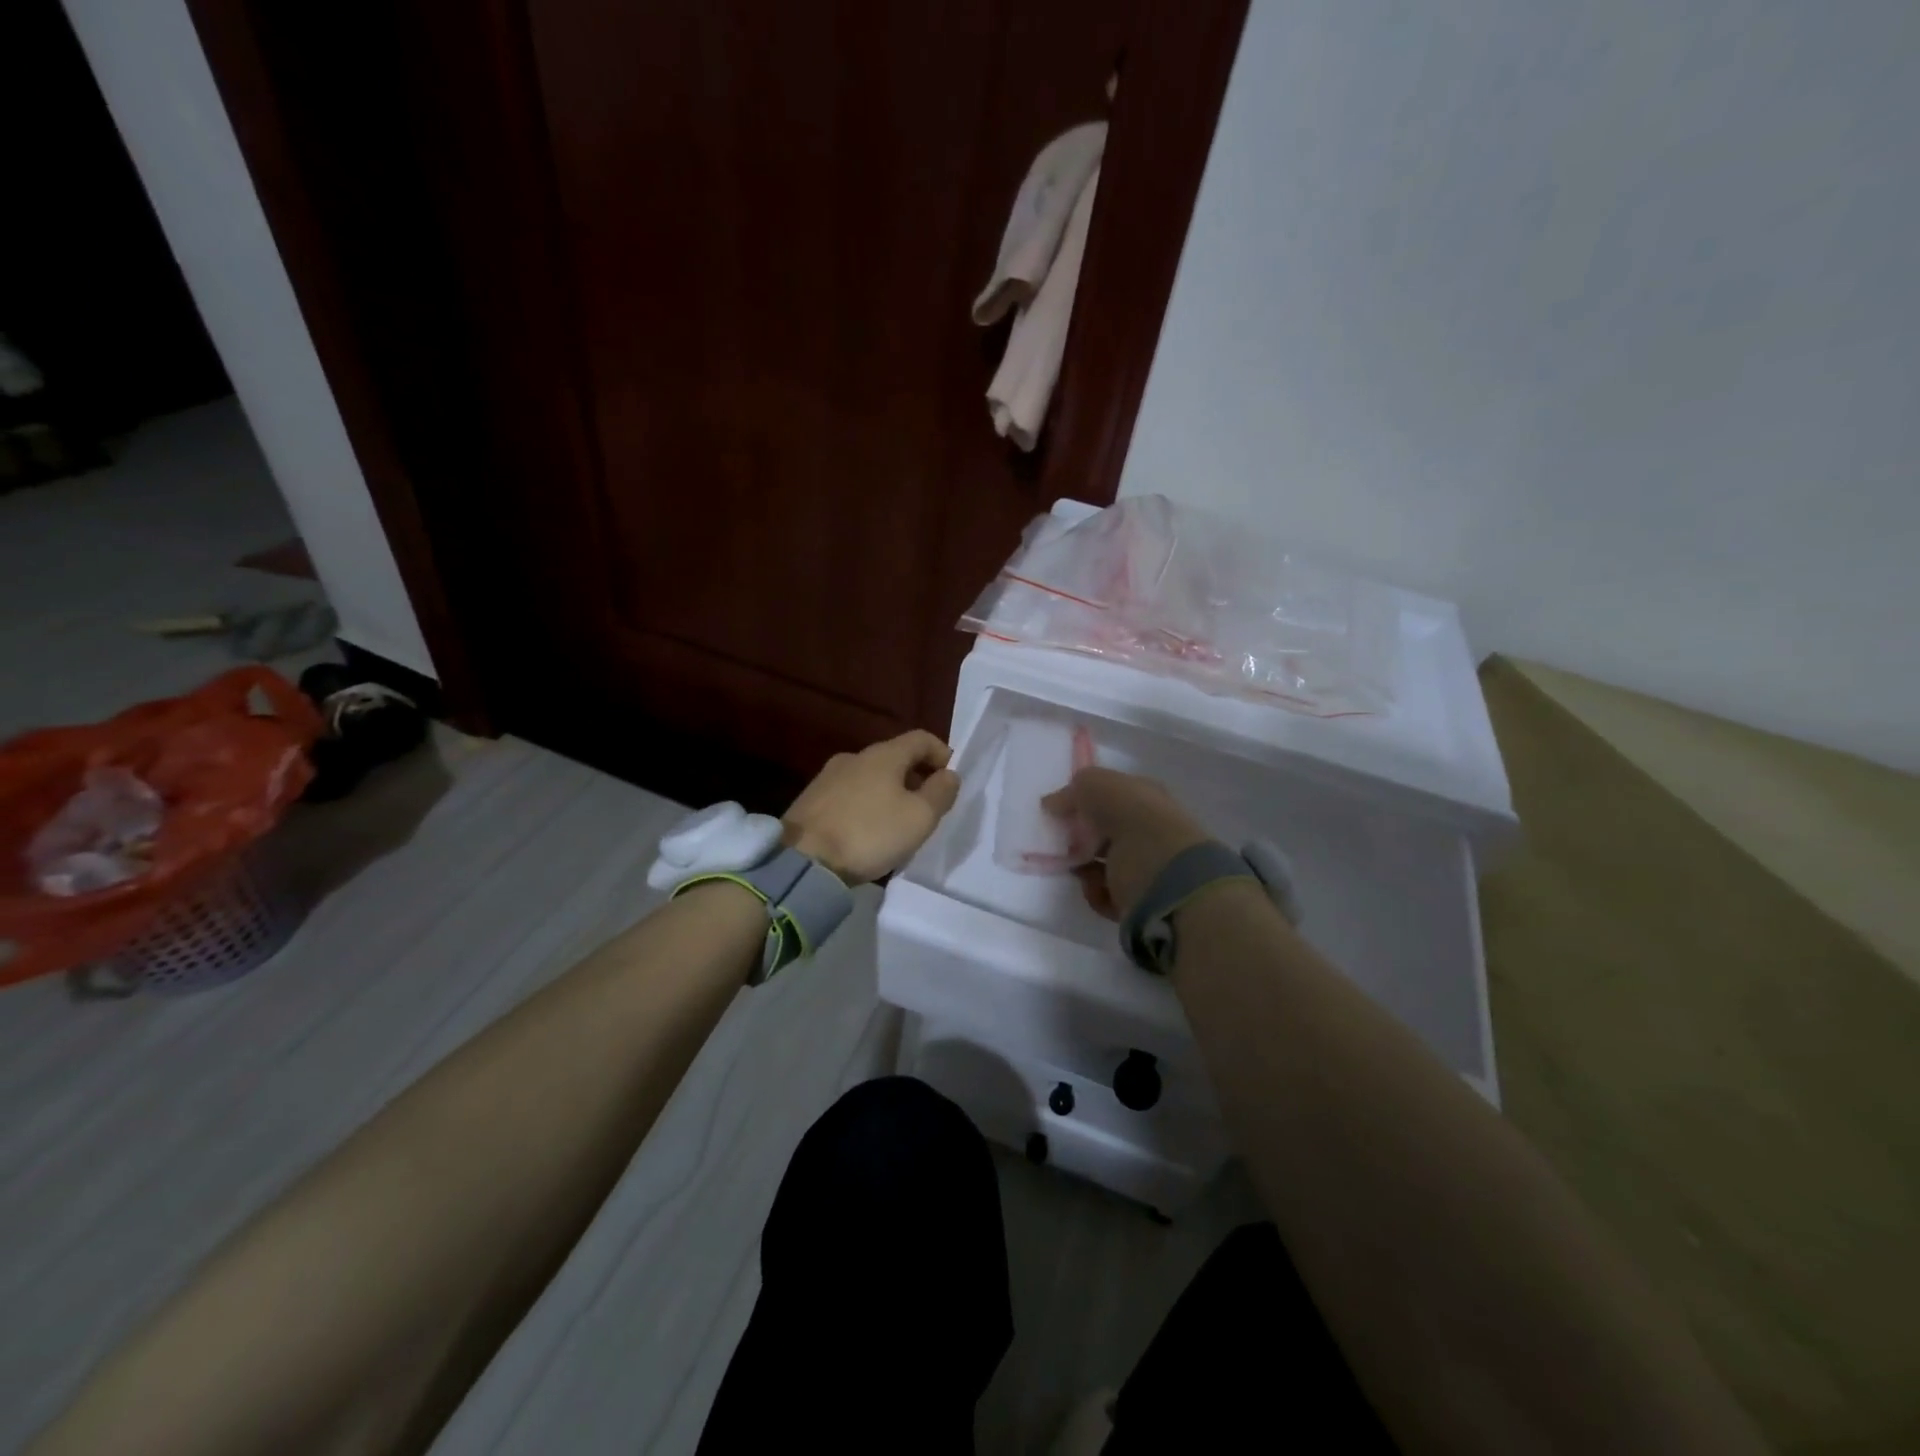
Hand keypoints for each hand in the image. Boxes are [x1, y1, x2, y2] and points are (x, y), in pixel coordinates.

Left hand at [784, 730, 961, 883]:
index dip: (942, 754)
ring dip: (890, 791)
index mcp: (884, 754)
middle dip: (916, 776)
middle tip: (927, 805)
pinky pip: (850, 794)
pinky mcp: (811, 799)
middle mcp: (854, 757)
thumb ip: (940, 792)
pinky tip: (867, 830)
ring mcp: (828, 777)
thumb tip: (949, 774)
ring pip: (870, 776)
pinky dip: (866, 804)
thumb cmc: (869, 833)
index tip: (950, 779)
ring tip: (897, 822)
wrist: (802, 860)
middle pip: (895, 757)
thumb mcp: (919, 817)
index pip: (921, 739)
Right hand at [1042, 768, 1209, 919]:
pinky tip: (1096, 887)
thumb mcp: (1098, 787)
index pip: (1112, 795)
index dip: (1084, 802)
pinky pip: (1108, 894)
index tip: (1059, 812)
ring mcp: (1148, 867)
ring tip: (1077, 868)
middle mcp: (1150, 830)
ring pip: (1104, 865)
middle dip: (1080, 838)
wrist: (1167, 877)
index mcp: (1147, 798)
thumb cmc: (1134, 821)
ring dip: (1084, 867)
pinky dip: (1097, 892)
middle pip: (1105, 831)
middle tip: (1063, 842)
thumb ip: (1073, 791)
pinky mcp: (1142, 900)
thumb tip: (1052, 804)